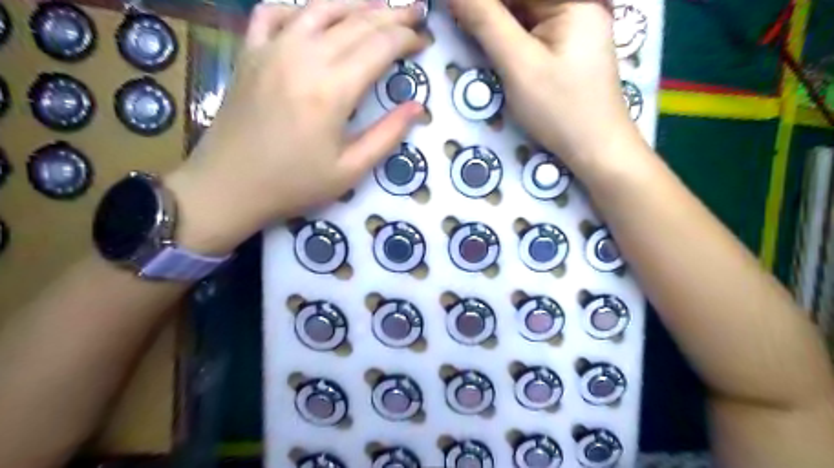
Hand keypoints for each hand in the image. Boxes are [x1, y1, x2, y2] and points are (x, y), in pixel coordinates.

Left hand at [164, 1, 424, 253]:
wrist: (229, 186)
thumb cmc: (294, 184)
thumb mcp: (350, 170)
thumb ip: (387, 135)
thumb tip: (417, 107)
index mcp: (333, 89)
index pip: (381, 46)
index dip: (407, 39)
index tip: (425, 42)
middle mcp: (304, 56)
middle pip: (357, 22)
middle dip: (392, 15)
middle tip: (415, 12)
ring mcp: (272, 48)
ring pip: (319, 7)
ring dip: (354, 2)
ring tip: (378, 4)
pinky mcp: (249, 52)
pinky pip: (273, 13)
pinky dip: (297, 7)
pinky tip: (312, 14)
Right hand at [447, 0, 639, 173]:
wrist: (596, 148)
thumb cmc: (561, 109)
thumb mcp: (518, 65)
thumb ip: (485, 22)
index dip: (481, 2)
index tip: (451, 10)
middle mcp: (576, 4)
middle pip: (520, 2)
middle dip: (487, 13)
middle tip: (459, 24)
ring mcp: (573, 25)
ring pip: (522, 15)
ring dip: (494, 24)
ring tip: (468, 33)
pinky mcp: (566, 46)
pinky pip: (530, 31)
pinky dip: (507, 37)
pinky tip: (490, 45)